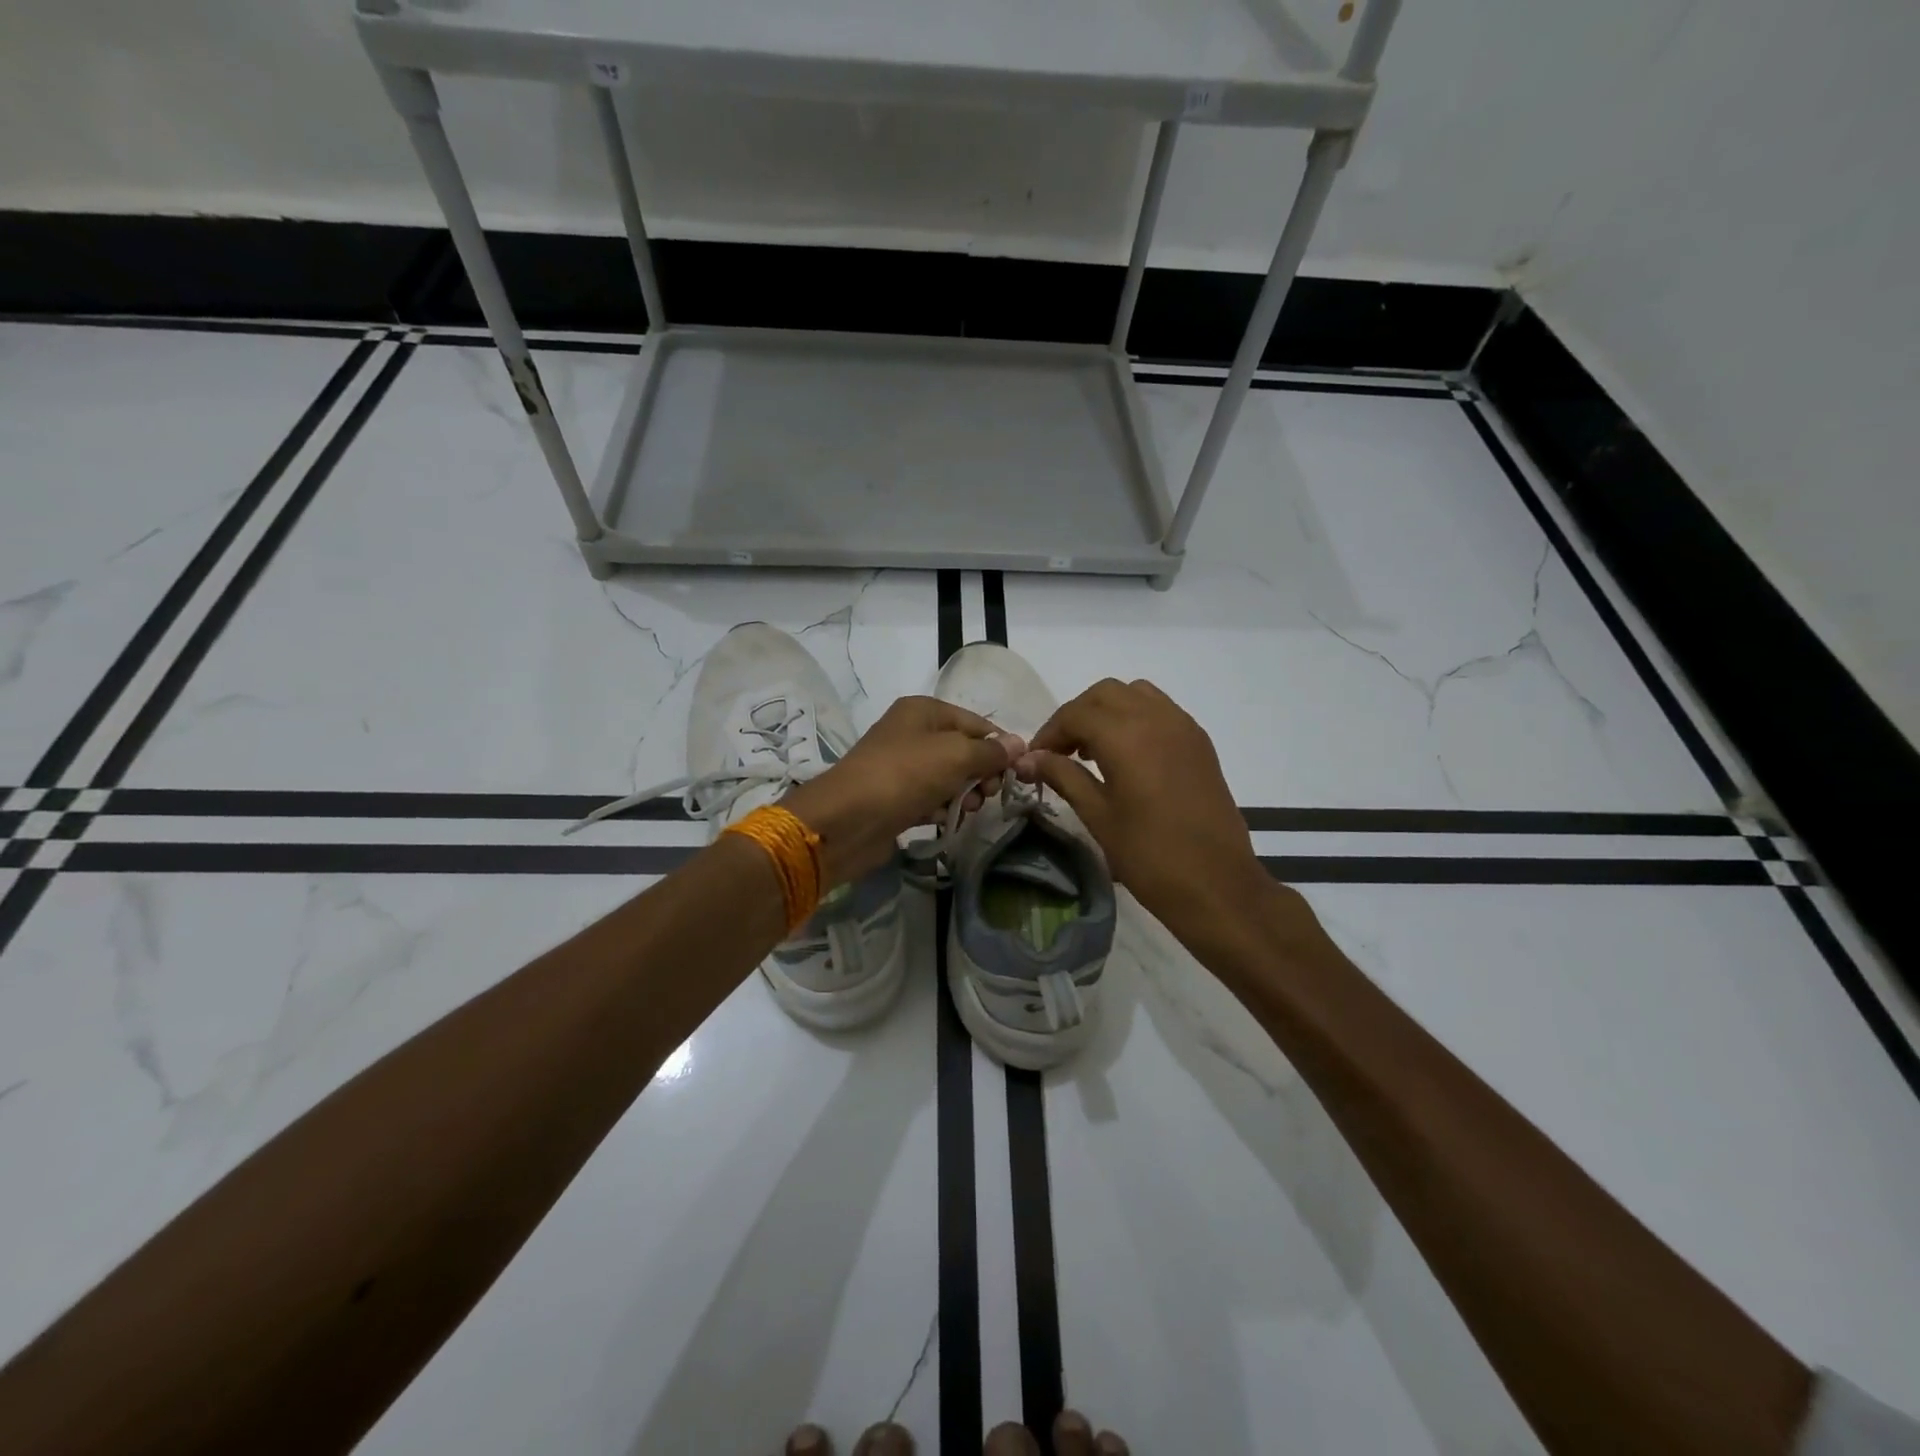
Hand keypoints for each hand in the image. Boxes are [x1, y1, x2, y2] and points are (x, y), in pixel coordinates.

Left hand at [784, 696, 1020, 882]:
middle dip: (981, 774)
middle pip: (963, 750)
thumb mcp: (955, 755)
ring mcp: (902, 766)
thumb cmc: (905, 775)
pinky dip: (939, 808)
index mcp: (923, 710)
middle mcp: (912, 733)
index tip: (1017, 773)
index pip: (976, 723)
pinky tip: (939, 819)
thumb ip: (990, 752)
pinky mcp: (895, 797)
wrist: (848, 820)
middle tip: (988, 795)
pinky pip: (929, 798)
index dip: (999, 746)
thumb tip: (1019, 744)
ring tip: (965, 810)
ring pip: (948, 777)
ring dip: (963, 794)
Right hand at [1015, 678, 1273, 948]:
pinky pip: (1160, 710)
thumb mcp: (1098, 815)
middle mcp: (1156, 718)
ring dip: (1107, 711)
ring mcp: (1183, 727)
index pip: (1075, 714)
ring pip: (1135, 694)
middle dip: (1076, 716)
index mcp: (1127, 736)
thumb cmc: (1149, 855)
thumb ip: (1063, 776)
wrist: (1217, 885)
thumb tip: (1027, 759)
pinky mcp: (1199, 742)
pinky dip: (1135, 718)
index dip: (1049, 733)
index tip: (1035, 760)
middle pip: (1104, 694)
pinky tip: (1126, 756)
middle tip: (1060, 752)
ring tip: (1092, 750)